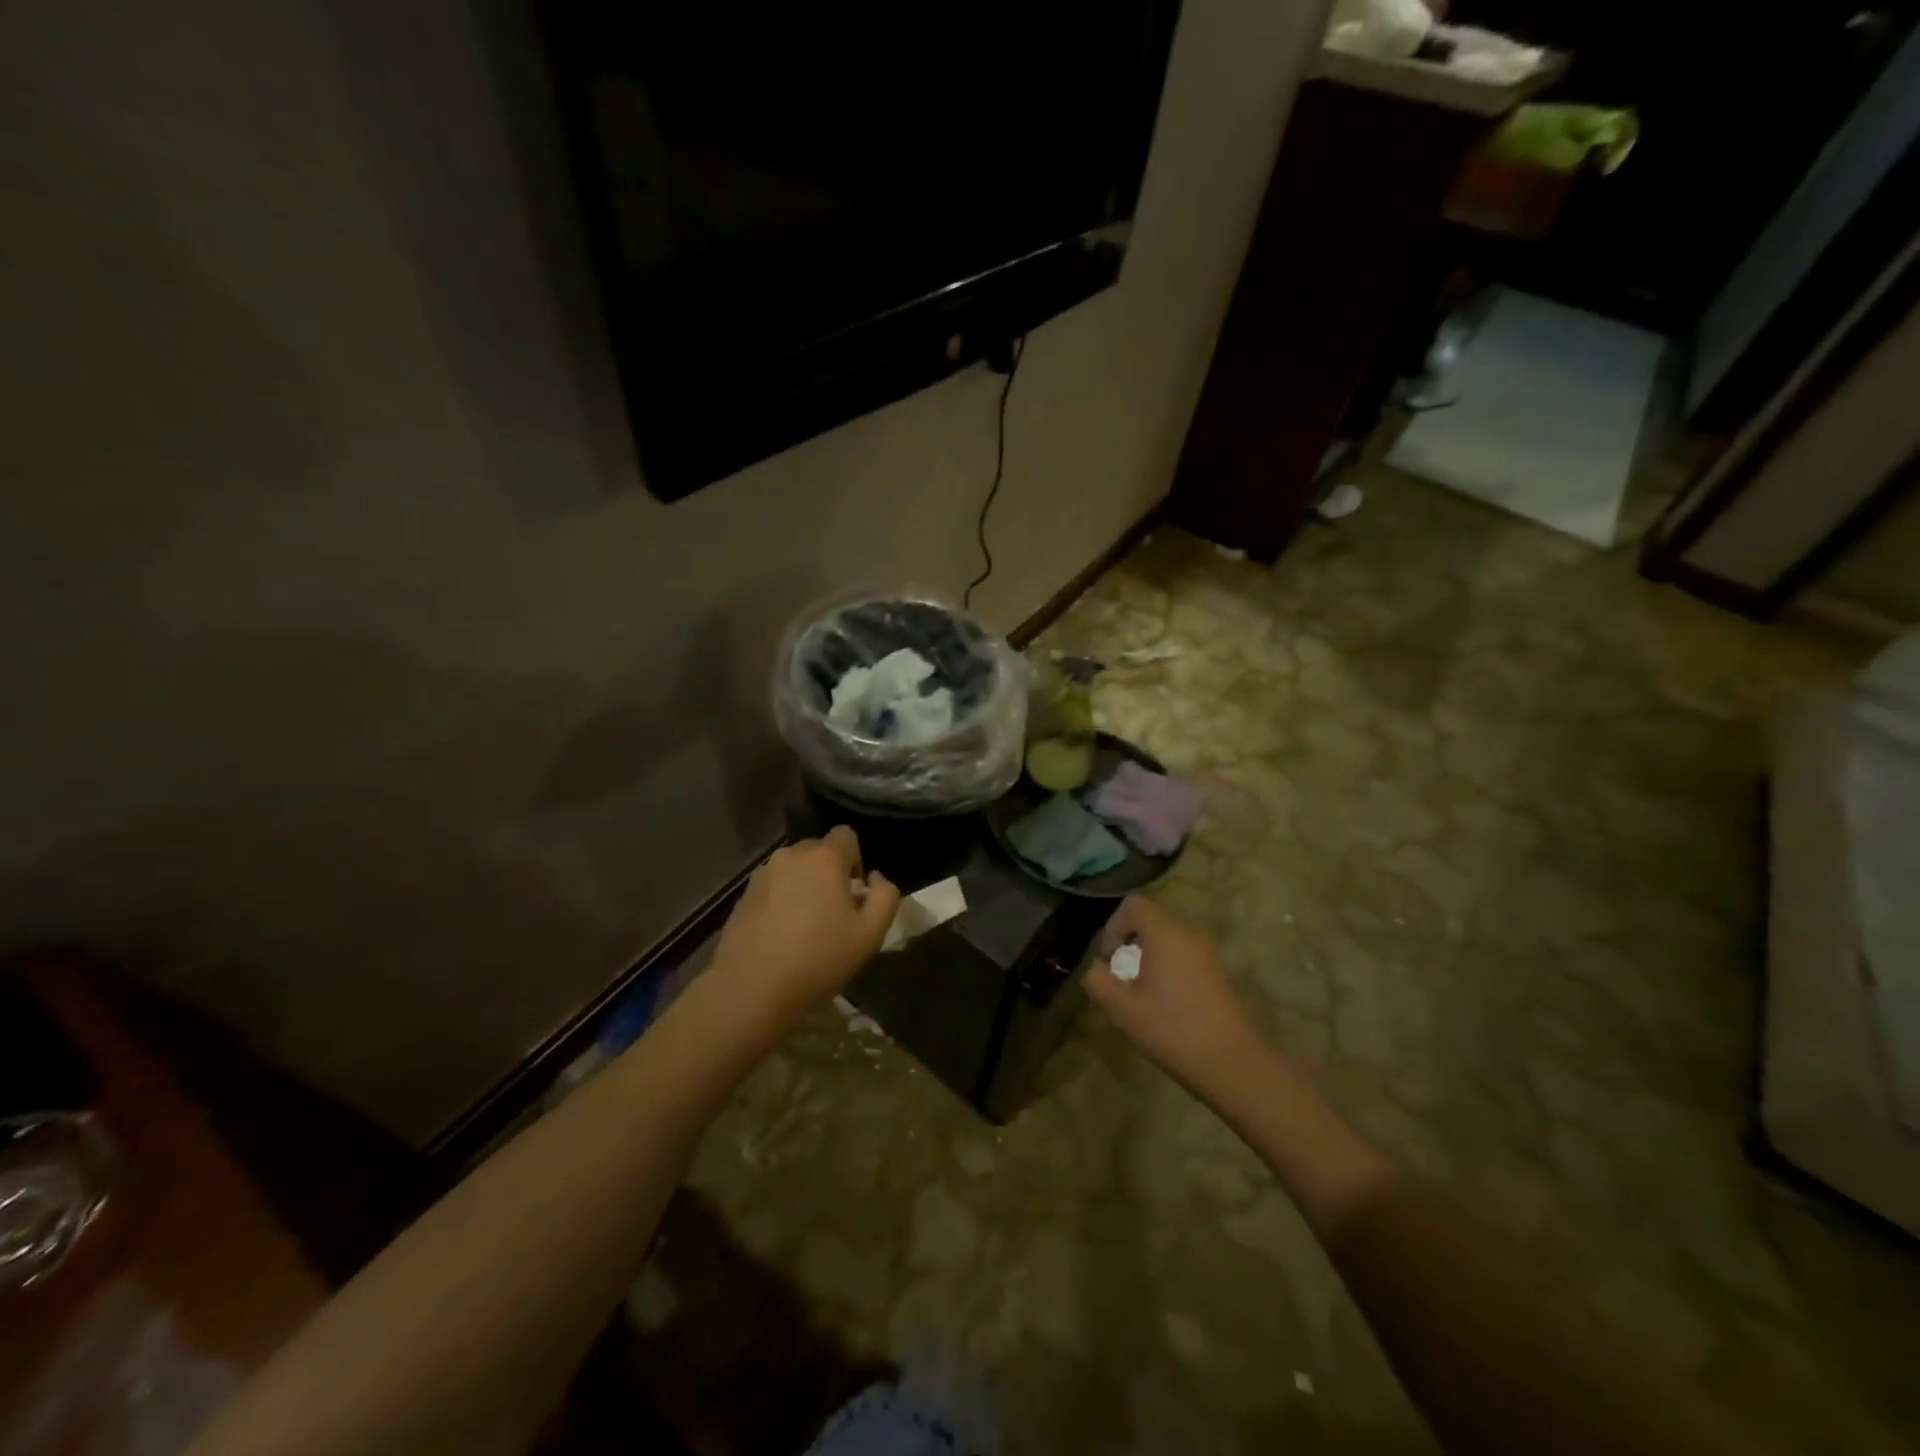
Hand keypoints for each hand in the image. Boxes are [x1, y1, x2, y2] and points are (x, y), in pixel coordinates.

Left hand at [709, 827, 899, 1035]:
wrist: (753, 988)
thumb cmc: (819, 958)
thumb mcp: (870, 934)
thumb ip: (885, 896)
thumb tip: (876, 877)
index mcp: (824, 858)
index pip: (846, 835)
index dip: (855, 859)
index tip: (854, 892)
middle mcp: (790, 856)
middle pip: (817, 850)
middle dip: (828, 872)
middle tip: (833, 911)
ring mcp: (762, 875)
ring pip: (792, 869)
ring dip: (803, 886)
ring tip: (805, 925)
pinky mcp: (742, 897)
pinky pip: (771, 888)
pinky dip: (780, 902)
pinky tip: (781, 936)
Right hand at [1085, 896, 1260, 1090]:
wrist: (1231, 1063)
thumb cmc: (1171, 1029)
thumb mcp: (1121, 1008)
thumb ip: (1097, 980)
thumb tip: (1096, 969)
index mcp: (1166, 934)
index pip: (1133, 905)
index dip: (1113, 926)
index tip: (1109, 960)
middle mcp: (1190, 935)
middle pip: (1150, 923)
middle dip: (1129, 946)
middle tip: (1122, 981)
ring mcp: (1208, 955)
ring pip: (1168, 942)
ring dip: (1148, 961)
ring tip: (1142, 997)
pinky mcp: (1219, 975)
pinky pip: (1184, 959)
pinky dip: (1167, 971)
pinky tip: (1165, 1007)